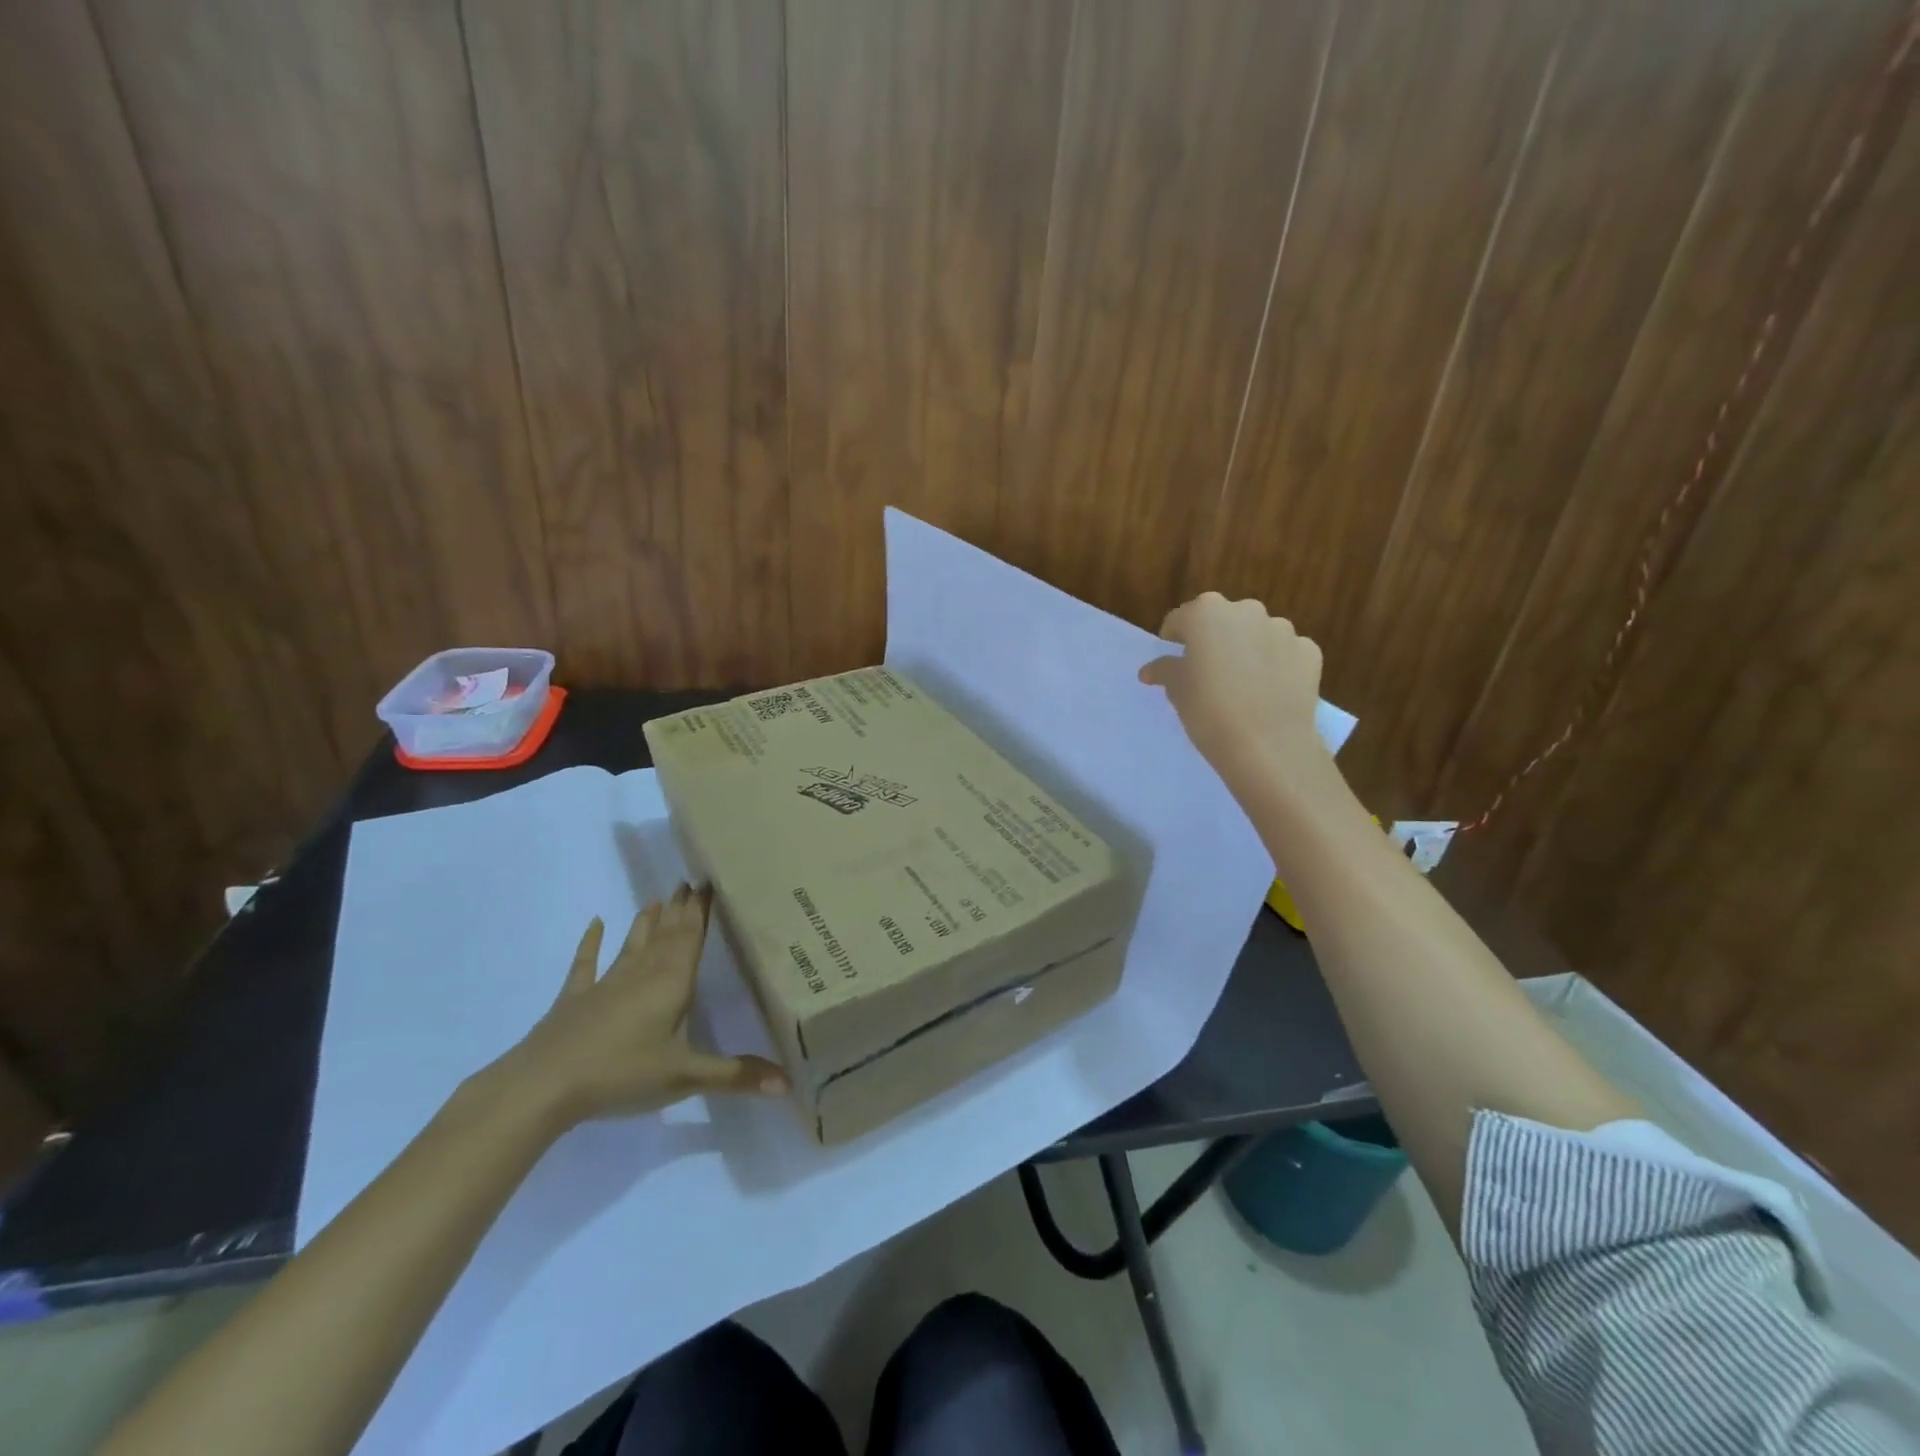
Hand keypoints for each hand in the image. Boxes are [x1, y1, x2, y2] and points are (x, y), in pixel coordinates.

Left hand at [496, 884, 788, 1129]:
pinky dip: (591, 944)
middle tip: (690, 882)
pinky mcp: (576, 999)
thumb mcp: (685, 1077)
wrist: (544, 1085)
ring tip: (658, 898)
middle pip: (666, 934)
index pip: (692, 938)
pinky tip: (595, 924)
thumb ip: (736, 1075)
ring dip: (647, 921)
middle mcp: (642, 973)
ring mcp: (606, 984)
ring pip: (634, 944)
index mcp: (672, 983)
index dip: (701, 911)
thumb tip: (790, 1083)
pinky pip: (586, 965)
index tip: (709, 882)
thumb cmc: (622, 1073)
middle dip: (680, 910)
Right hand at [1139, 592, 1330, 796]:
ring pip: (1257, 634)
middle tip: (1208, 673)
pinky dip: (1276, 665)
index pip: (1181, 620)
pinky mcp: (1309, 651)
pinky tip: (1269, 692)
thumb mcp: (1176, 691)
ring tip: (1242, 685)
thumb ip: (1164, 671)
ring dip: (1247, 650)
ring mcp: (1282, 629)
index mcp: (1206, 613)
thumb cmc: (1209, 712)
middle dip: (1214, 640)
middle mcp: (1246, 611)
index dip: (1174, 640)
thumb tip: (1151, 669)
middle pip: (1223, 620)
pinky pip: (1285, 652)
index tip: (1174, 661)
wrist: (1268, 745)